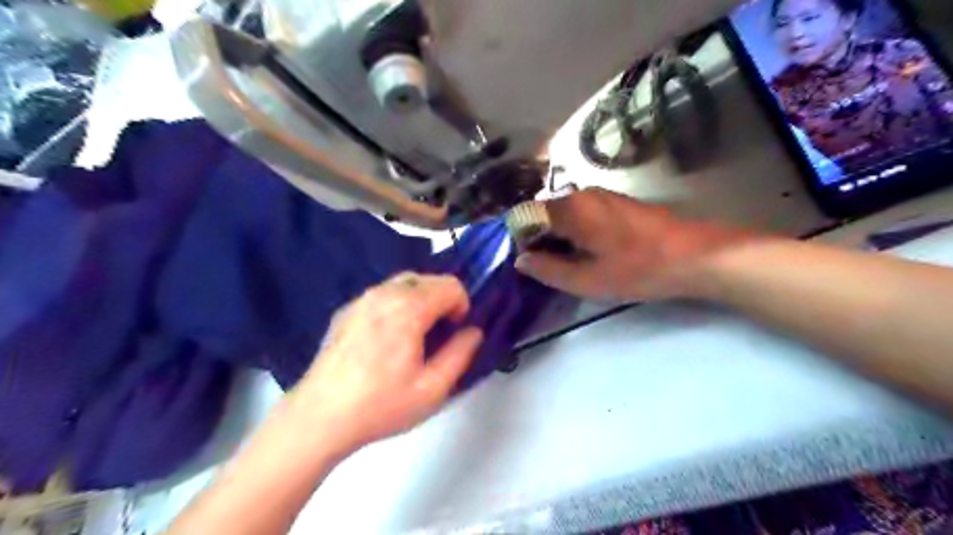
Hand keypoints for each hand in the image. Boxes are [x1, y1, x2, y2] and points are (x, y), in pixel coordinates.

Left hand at [289, 272, 484, 450]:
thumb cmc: (380, 405)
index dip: (462, 305)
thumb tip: (473, 332)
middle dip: (442, 299)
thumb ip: (460, 354)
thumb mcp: (433, 388)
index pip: (450, 285)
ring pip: (402, 283)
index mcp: (409, 308)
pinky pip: (381, 295)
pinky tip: (387, 338)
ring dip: (419, 299)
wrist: (319, 418)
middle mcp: (384, 294)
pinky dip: (396, 304)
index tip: (455, 331)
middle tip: (439, 333)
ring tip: (415, 334)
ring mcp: (361, 300)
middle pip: (427, 278)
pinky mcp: (345, 311)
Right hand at [518, 188, 755, 301]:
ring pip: (564, 213)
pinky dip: (576, 231)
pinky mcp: (616, 202)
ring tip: (568, 264)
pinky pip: (582, 213)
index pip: (526, 215)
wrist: (695, 255)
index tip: (526, 262)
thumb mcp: (588, 280)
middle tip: (547, 268)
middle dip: (539, 238)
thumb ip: (549, 270)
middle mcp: (582, 194)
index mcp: (570, 209)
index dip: (520, 239)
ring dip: (558, 236)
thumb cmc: (639, 269)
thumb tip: (521, 260)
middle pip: (544, 212)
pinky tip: (589, 252)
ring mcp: (601, 195)